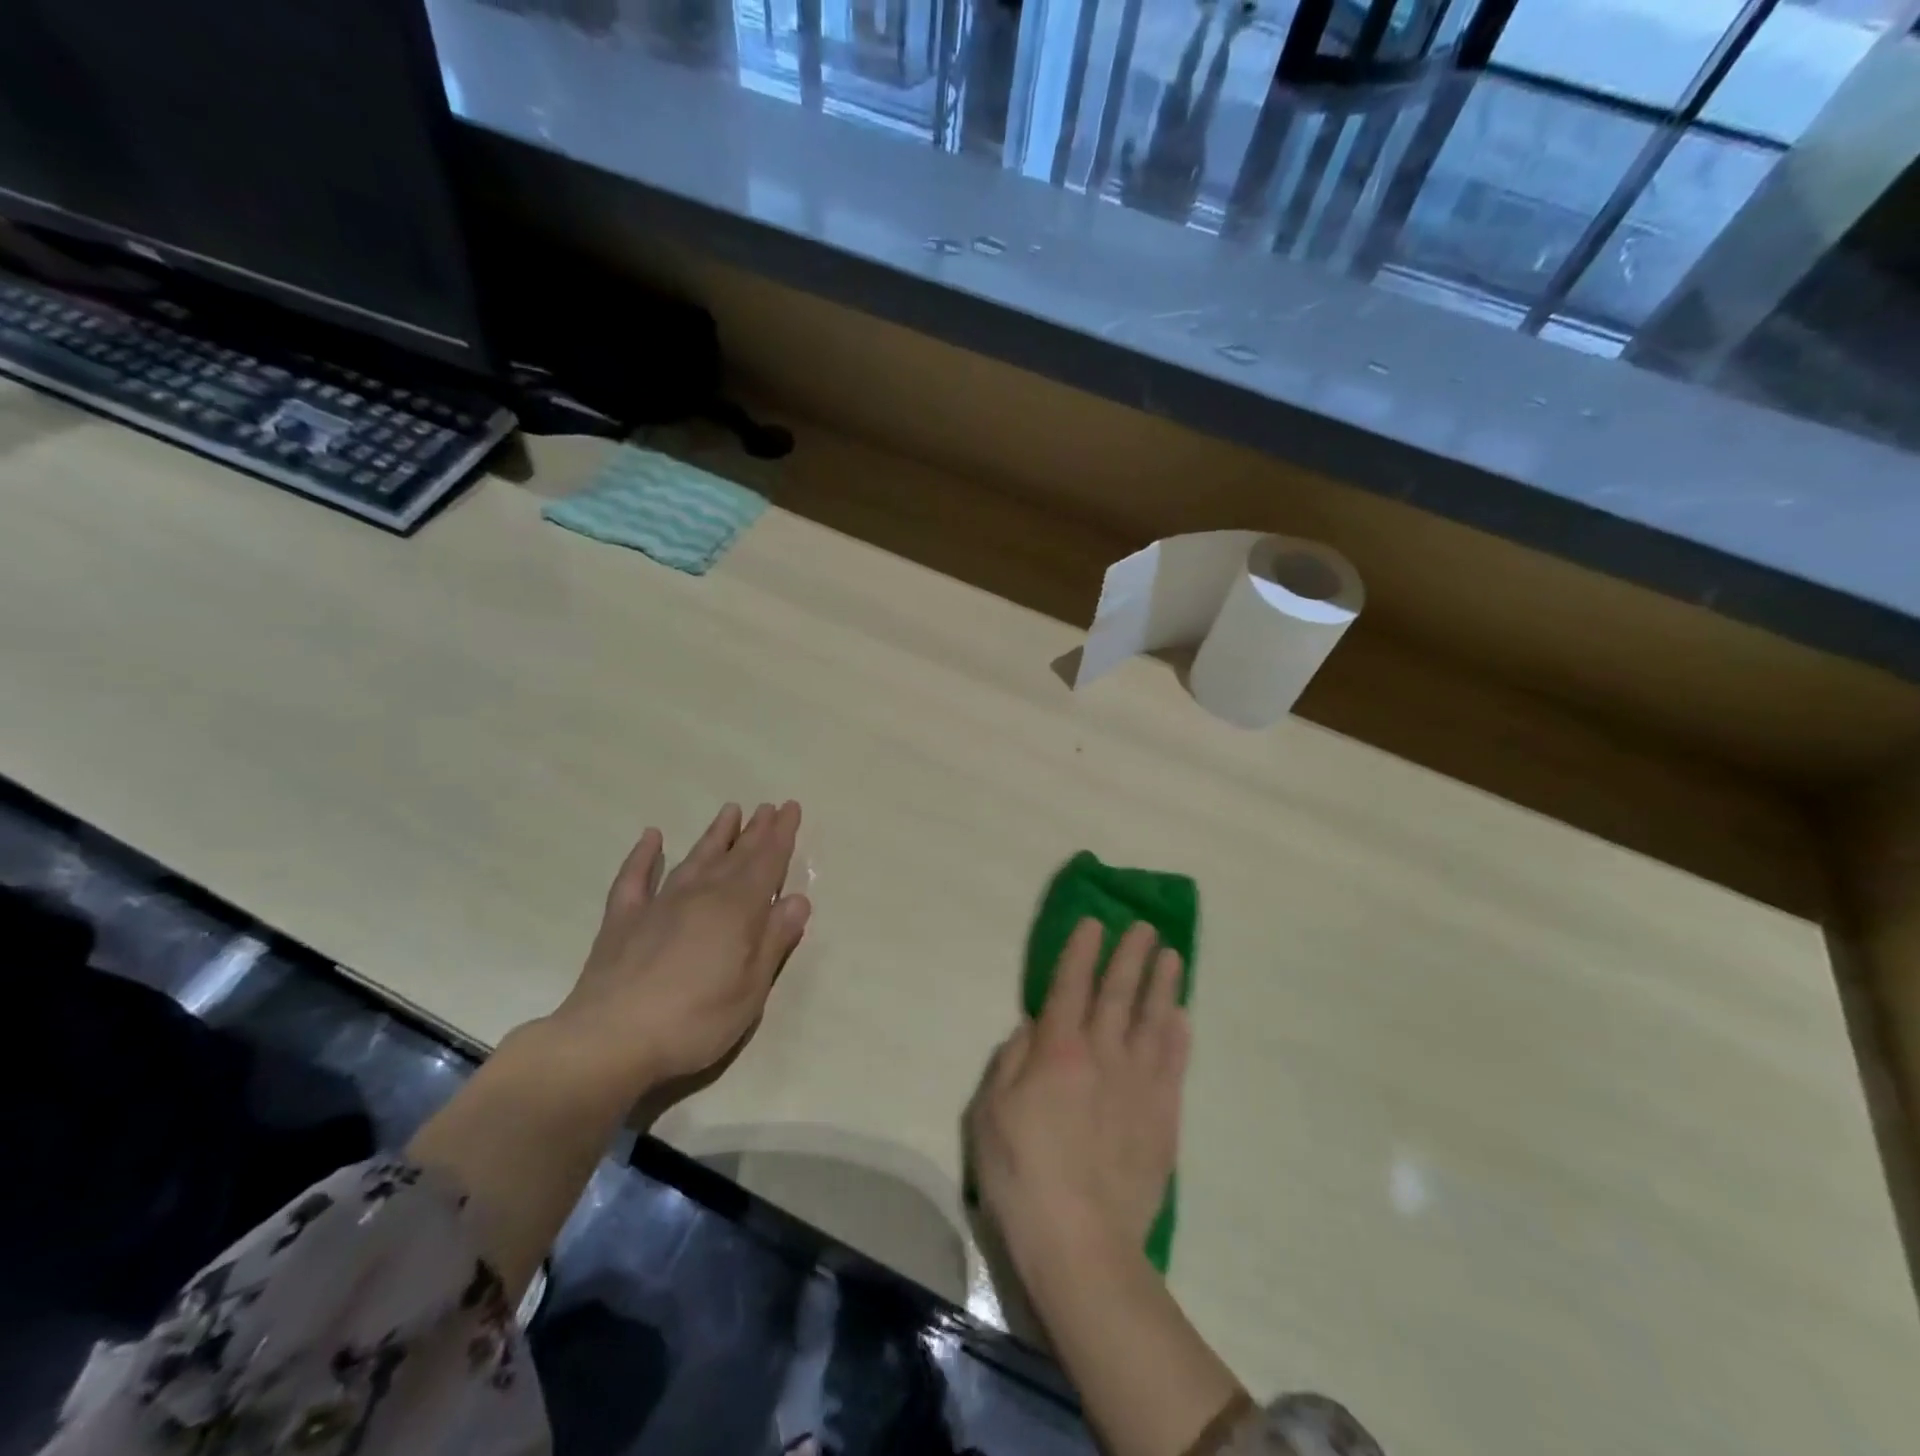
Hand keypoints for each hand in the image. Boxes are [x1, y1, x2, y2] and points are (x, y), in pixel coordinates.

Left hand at [546, 801, 810, 1106]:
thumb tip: (798, 899)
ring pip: (694, 858)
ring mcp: (658, 903)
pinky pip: (635, 877)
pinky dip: (644, 855)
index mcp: (737, 910)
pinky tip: (652, 837)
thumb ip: (774, 940)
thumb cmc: (694, 1020)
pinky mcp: (623, 919)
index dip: (781, 835)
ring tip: (730, 811)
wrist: (610, 1040)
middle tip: (770, 806)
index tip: (791, 808)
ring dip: (714, 835)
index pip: (767, 863)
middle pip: (735, 856)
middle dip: (756, 831)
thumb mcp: (751, 989)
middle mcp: (701, 895)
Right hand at [968, 918, 1187, 1271]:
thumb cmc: (1022, 1175)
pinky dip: (1179, 1036)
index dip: (1081, 951)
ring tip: (1172, 956)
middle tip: (1145, 927)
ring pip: (1153, 1020)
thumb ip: (1010, 1062)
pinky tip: (1183, 1016)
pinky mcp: (1164, 1116)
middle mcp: (1102, 1055)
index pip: (1070, 986)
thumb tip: (1031, 1027)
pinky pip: (1174, 1064)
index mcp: (1057, 1051)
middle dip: (1130, 956)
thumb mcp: (990, 1115)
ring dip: (1162, 985)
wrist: (1083, 1244)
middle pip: (1118, 994)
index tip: (1094, 923)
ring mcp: (1138, 1084)